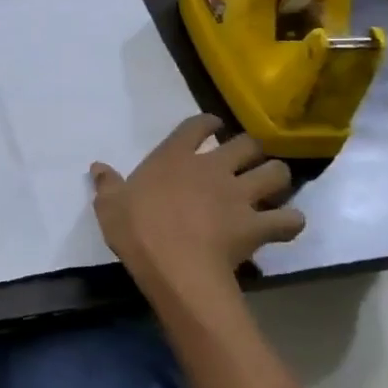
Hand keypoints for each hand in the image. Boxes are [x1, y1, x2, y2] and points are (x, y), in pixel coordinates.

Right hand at [90, 115, 304, 301]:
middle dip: (251, 148)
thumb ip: (107, 183)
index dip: (209, 122)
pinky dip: (291, 221)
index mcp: (175, 156)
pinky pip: (288, 220)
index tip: (214, 126)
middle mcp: (212, 167)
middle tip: (247, 159)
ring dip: (277, 177)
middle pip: (247, 143)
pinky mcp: (257, 225)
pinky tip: (285, 225)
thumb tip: (97, 167)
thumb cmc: (136, 229)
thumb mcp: (110, 204)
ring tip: (273, 186)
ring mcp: (239, 195)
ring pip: (275, 174)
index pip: (198, 125)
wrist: (172, 265)